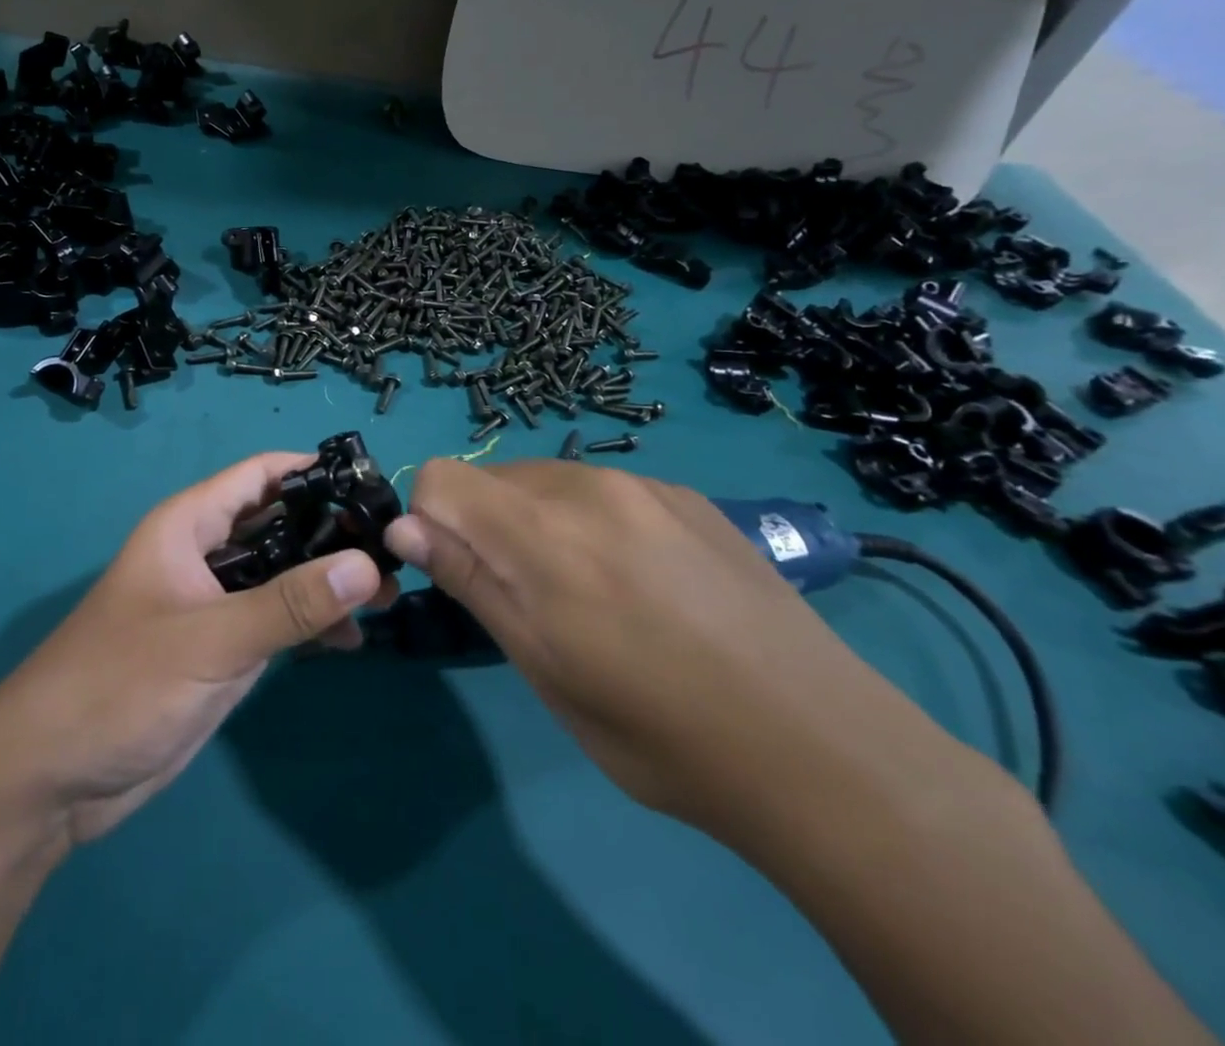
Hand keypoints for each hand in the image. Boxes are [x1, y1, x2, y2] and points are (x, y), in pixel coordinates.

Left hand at [0, 453, 396, 844]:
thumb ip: (288, 604)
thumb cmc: (118, 685)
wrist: (50, 779)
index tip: (374, 484)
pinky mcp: (220, 652)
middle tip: (396, 548)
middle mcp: (204, 556)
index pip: (259, 476)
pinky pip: (276, 623)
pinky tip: (353, 640)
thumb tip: (368, 564)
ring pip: (282, 576)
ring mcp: (213, 606)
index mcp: (188, 526)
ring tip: (391, 596)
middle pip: (278, 525)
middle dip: (332, 533)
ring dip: (328, 582)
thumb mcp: (208, 640)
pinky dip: (312, 625)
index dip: (313, 471)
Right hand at [384, 460, 967, 840]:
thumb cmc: (658, 731)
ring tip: (591, 594)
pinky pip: (605, 489)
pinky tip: (645, 583)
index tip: (461, 576)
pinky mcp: (688, 495)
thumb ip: (472, 582)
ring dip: (539, 523)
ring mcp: (644, 485)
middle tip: (528, 600)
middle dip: (485, 525)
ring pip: (548, 480)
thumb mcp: (544, 667)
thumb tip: (403, 529)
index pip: (441, 476)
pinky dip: (592, 522)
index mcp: (542, 531)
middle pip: (493, 477)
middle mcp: (588, 485)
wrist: (821, 748)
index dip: (432, 522)